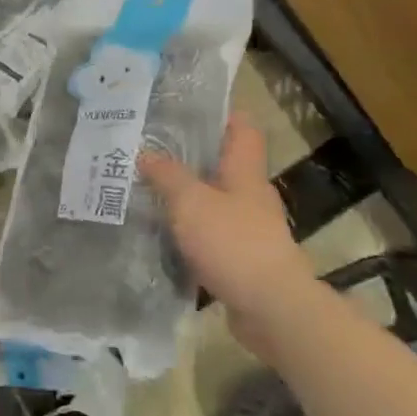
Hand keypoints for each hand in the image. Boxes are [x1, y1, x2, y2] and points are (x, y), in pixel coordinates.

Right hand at [139, 113, 320, 350]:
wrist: (271, 308)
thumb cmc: (233, 243)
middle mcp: (250, 195)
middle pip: (223, 164)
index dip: (220, 113)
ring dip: (185, 195)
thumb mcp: (191, 202)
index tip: (186, 107)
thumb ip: (167, 176)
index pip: (242, 128)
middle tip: (150, 148)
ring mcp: (248, 228)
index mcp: (245, 172)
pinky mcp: (241, 258)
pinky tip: (161, 232)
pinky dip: (188, 229)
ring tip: (146, 188)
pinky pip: (210, 233)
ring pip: (213, 200)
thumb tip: (145, 153)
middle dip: (189, 155)